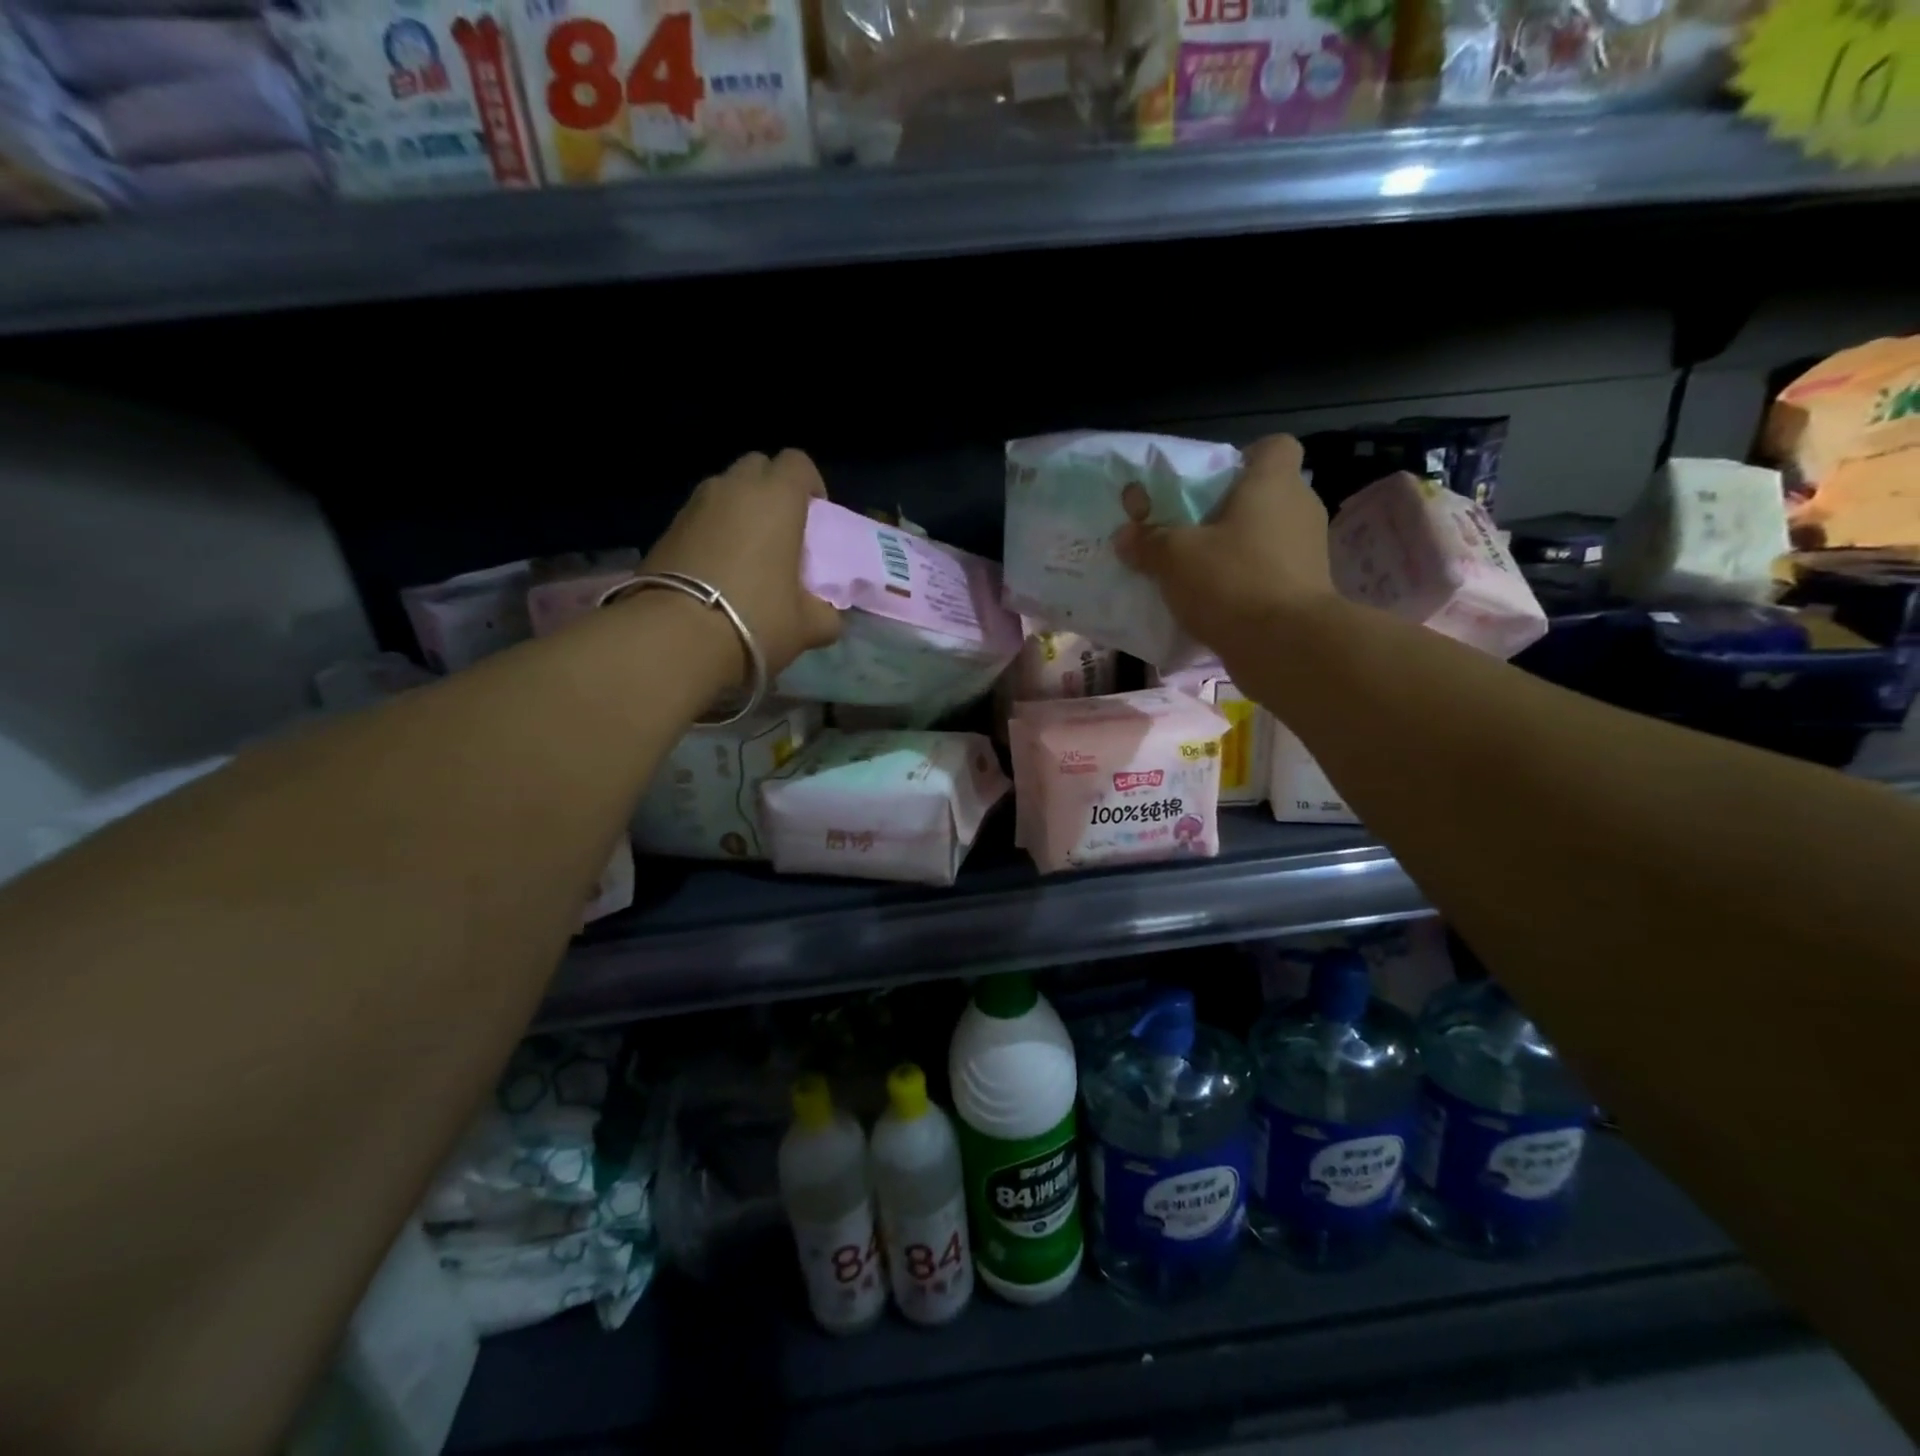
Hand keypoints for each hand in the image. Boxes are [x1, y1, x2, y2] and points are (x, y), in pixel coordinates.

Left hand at [638, 450, 842, 681]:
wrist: (676, 637)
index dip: (810, 484)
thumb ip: (827, 614)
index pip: (797, 463)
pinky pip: (700, 517)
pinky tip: (716, 570)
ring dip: (739, 510)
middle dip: (772, 489)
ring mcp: (695, 505)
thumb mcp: (808, 626)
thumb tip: (827, 615)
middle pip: (758, 467)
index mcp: (777, 499)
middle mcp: (734, 488)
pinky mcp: (666, 528)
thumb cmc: (756, 618)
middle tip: (781, 530)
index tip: (815, 516)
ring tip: (747, 552)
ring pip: (725, 490)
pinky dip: (712, 531)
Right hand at [1113, 434, 1335, 652]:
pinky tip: (1216, 601)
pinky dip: (1247, 581)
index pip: (1275, 447)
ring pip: (1267, 536)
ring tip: (1198, 571)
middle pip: (1265, 494)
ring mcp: (1308, 551)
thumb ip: (1147, 541)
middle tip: (1191, 531)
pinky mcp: (1306, 589)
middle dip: (1230, 510)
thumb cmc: (1231, 580)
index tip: (1212, 483)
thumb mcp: (1174, 557)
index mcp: (1273, 483)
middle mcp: (1299, 508)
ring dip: (1237, 548)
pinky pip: (1270, 572)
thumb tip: (1124, 536)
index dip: (1244, 458)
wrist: (1284, 645)